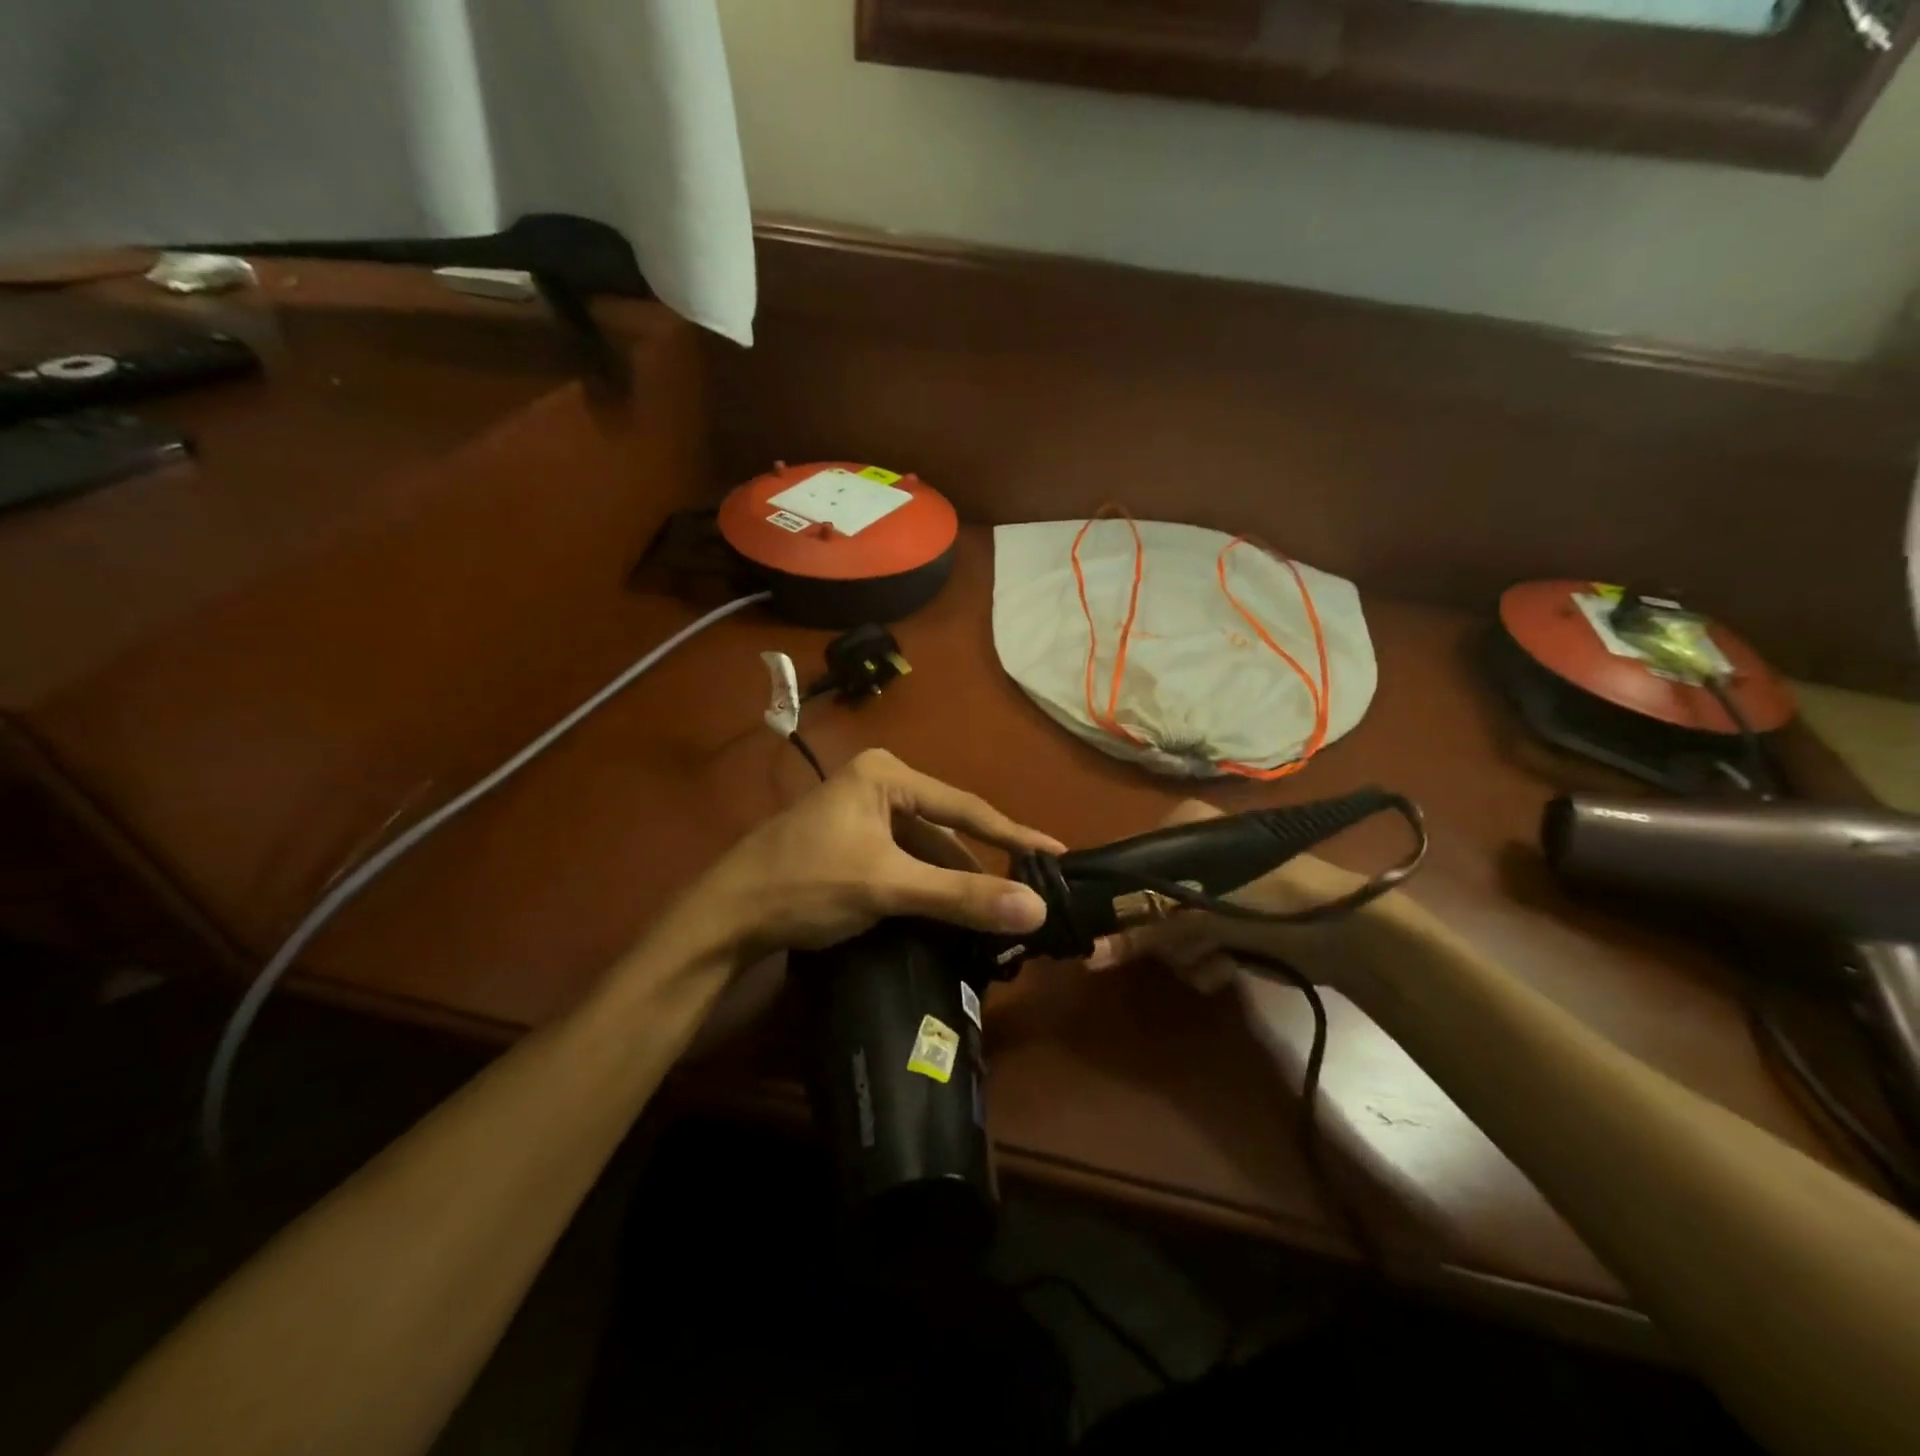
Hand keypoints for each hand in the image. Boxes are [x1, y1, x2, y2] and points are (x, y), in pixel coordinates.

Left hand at [690, 749, 1065, 960]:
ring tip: (994, 914)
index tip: (1058, 854)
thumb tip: (1038, 908)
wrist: (726, 917)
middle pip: (945, 828)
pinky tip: (948, 913)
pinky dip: (926, 887)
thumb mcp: (888, 887)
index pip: (966, 807)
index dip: (1014, 835)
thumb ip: (961, 897)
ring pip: (924, 849)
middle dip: (981, 866)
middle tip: (1027, 896)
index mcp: (887, 774)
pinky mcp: (850, 841)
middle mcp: (878, 783)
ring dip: (953, 882)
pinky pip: (904, 861)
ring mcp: (861, 812)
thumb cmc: (806, 885)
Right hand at [1082, 799, 1401, 1000]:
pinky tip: (1227, 969)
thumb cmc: (1269, 901)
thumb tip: (1087, 955)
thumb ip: (1140, 931)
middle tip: (1183, 944)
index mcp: (1179, 828)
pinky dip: (1205, 962)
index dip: (1116, 900)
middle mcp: (1189, 853)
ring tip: (1215, 958)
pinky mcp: (1228, 920)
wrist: (1348, 934)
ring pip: (1166, 931)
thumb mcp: (1198, 912)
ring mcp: (1210, 889)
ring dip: (1186, 954)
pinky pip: (1193, 945)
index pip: (1123, 861)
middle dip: (1162, 934)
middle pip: (1142, 902)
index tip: (1115, 932)